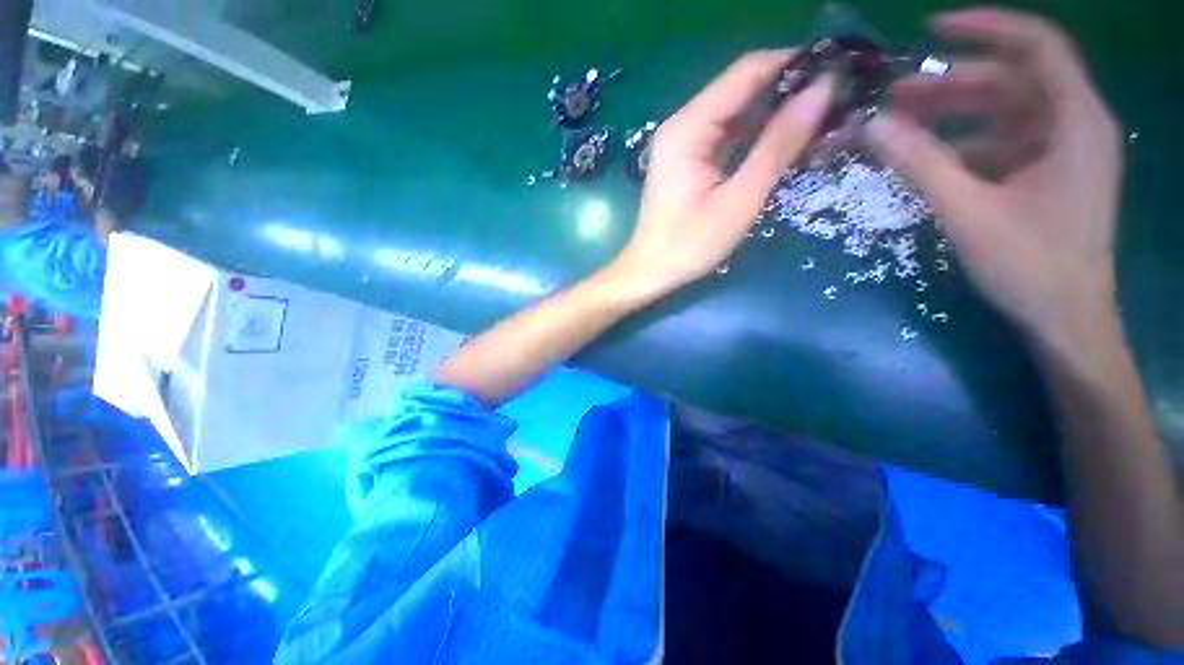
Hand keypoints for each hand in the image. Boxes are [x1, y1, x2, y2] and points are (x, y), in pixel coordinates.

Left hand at [612, 50, 834, 298]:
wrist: (651, 271)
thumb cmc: (689, 245)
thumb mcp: (739, 199)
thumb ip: (778, 145)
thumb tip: (823, 89)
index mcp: (688, 128)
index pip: (746, 72)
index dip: (793, 63)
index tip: (839, 69)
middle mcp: (682, 125)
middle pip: (740, 88)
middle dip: (787, 88)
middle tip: (837, 98)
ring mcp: (682, 143)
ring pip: (736, 112)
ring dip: (774, 112)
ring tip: (822, 116)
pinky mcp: (687, 160)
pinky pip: (726, 135)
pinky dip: (755, 135)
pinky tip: (785, 140)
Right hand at [866, 9, 1122, 344]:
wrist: (1065, 321)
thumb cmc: (1029, 265)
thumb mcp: (968, 210)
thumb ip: (920, 162)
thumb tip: (871, 126)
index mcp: (1076, 121)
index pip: (1037, 45)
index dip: (985, 28)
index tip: (931, 30)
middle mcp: (1075, 126)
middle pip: (1013, 81)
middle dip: (953, 83)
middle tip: (894, 97)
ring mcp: (1061, 153)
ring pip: (1004, 114)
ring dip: (953, 116)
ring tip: (901, 126)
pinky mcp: (1047, 177)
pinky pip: (1002, 145)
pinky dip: (965, 146)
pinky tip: (929, 159)